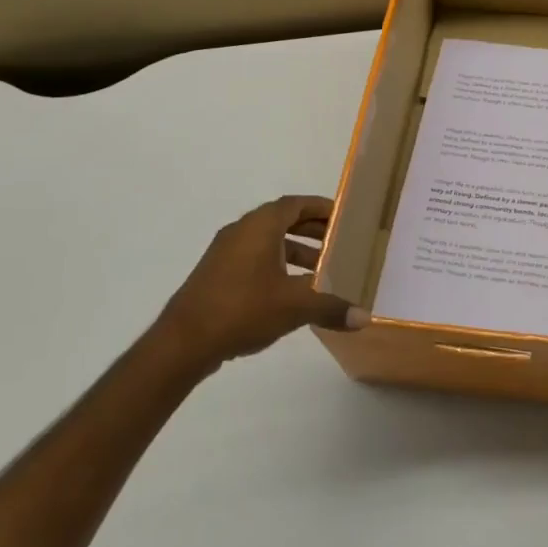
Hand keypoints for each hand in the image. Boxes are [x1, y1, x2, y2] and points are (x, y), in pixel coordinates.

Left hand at [149, 195, 366, 376]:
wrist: (183, 342)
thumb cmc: (242, 309)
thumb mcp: (295, 306)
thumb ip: (331, 306)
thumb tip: (364, 317)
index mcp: (260, 226)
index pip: (296, 204)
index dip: (322, 207)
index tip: (345, 217)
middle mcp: (241, 231)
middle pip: (283, 220)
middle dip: (313, 230)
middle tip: (341, 243)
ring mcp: (226, 253)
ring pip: (269, 242)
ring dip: (297, 251)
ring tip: (323, 271)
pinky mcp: (218, 275)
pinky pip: (255, 259)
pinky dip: (278, 266)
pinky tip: (293, 293)